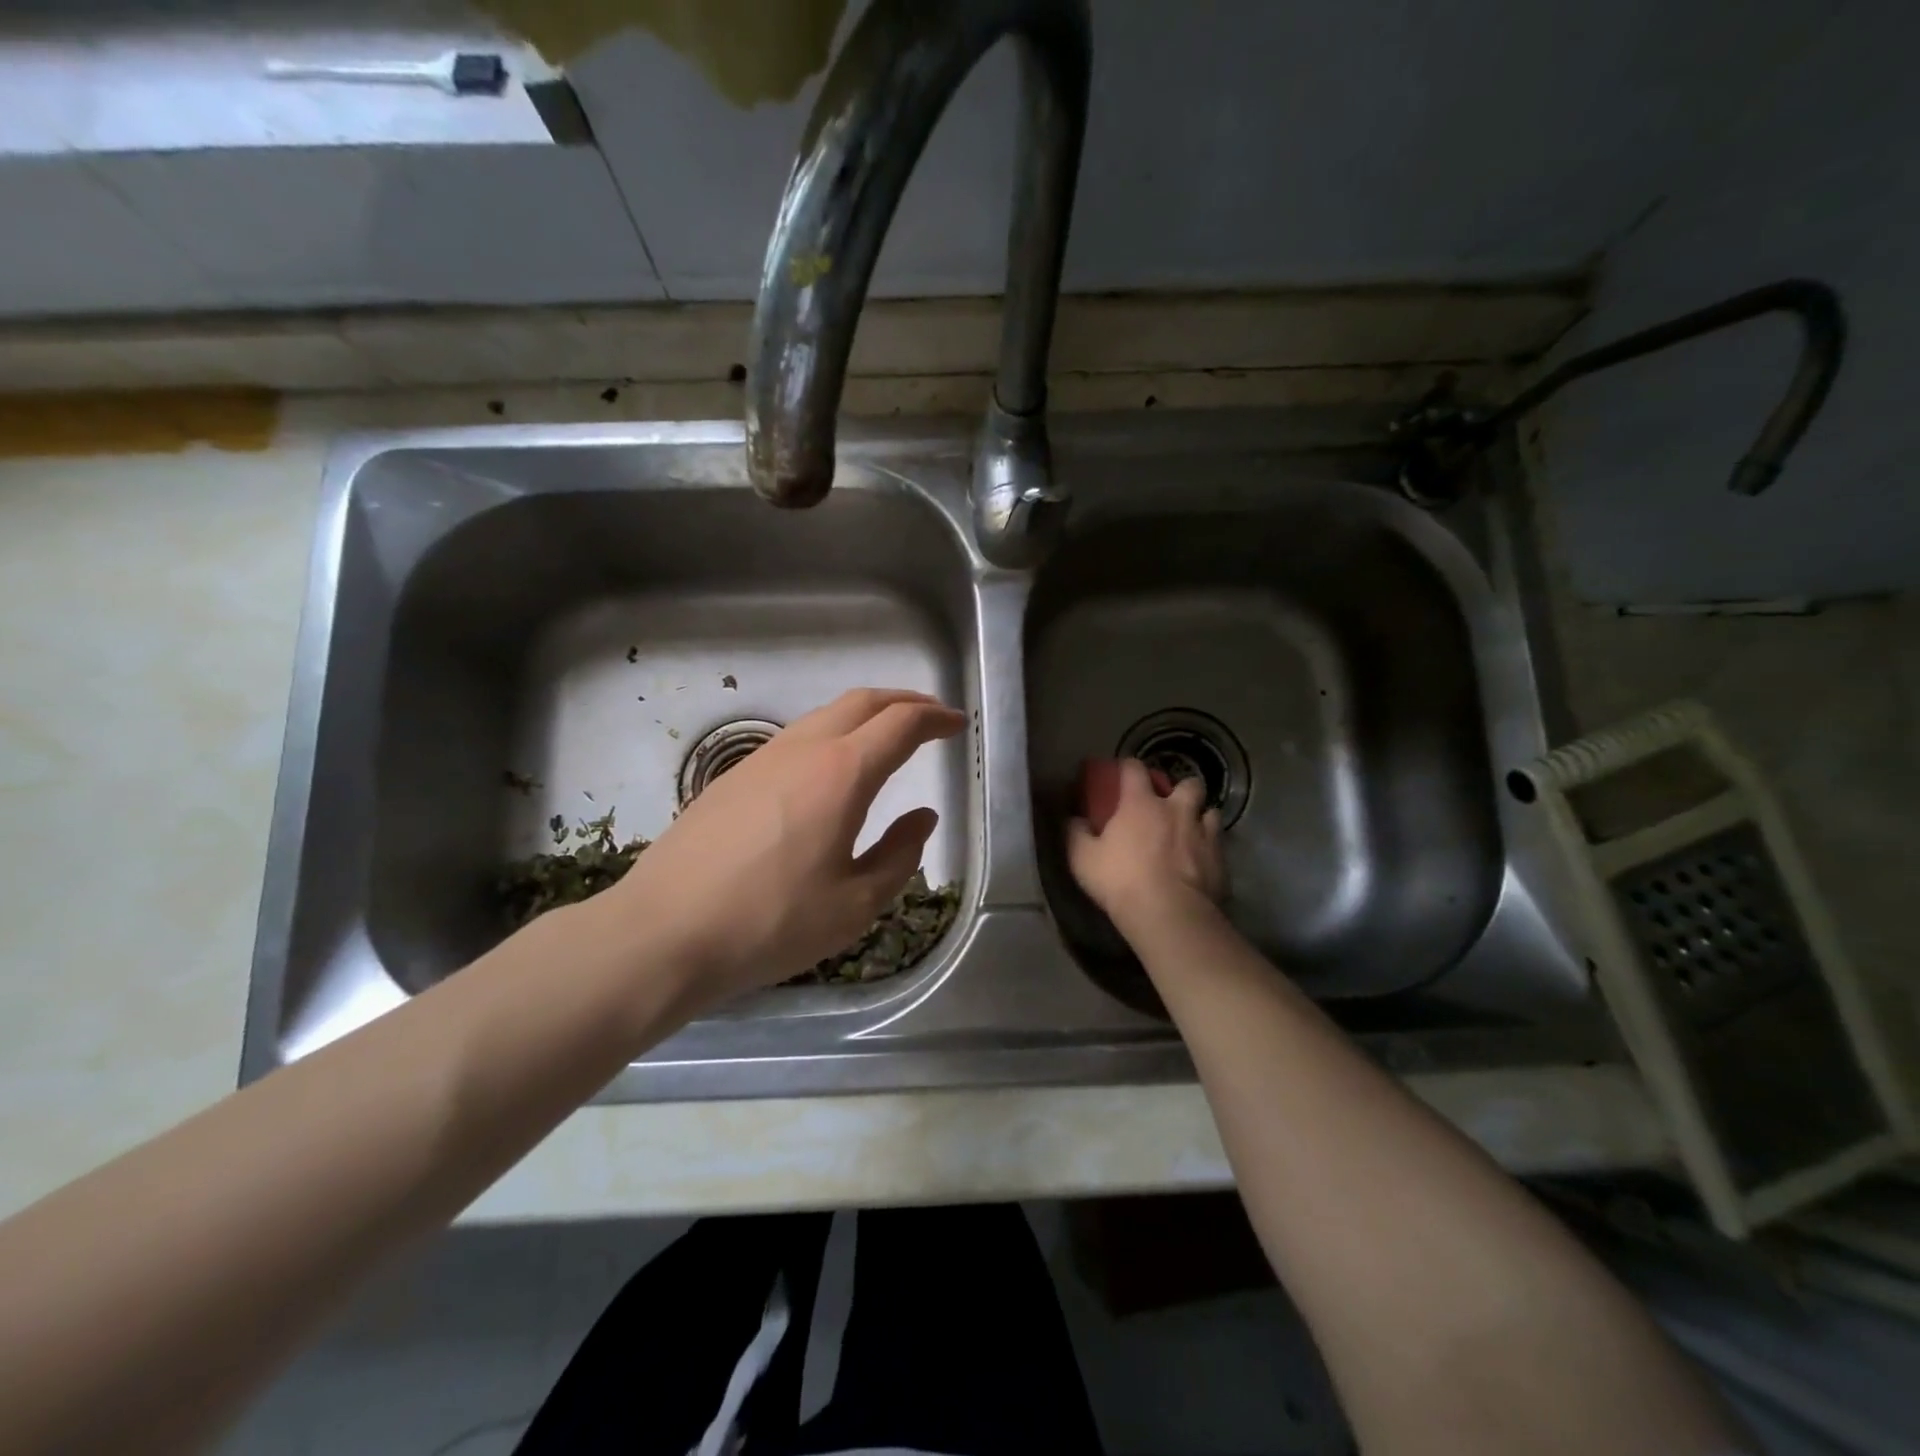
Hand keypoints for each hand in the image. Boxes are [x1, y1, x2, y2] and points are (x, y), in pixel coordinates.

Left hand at [595, 688, 963, 1008]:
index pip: (901, 724)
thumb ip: (900, 855)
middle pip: (863, 701)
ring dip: (865, 715)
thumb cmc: (771, 923)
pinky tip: (831, 770)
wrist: (663, 933)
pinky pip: (797, 738)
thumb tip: (923, 817)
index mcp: (842, 773)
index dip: (936, 718)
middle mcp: (803, 749)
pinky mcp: (732, 777)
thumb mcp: (855, 904)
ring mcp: (761, 759)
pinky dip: (832, 735)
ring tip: (887, 737)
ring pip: (825, 715)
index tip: (958, 725)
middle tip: (931, 717)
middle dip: (904, 701)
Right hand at [1067, 759, 1225, 935]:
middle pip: (1188, 783)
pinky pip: (1219, 844)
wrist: (1169, 914)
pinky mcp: (1221, 859)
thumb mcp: (1082, 858)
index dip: (1128, 767)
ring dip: (1200, 816)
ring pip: (1211, 811)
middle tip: (1168, 805)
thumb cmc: (1121, 880)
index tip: (1122, 773)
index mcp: (1140, 803)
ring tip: (1190, 831)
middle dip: (1180, 789)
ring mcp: (1204, 833)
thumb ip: (1076, 833)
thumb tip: (1073, 819)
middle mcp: (1177, 809)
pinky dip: (1211, 847)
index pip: (1135, 768)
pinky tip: (1202, 860)